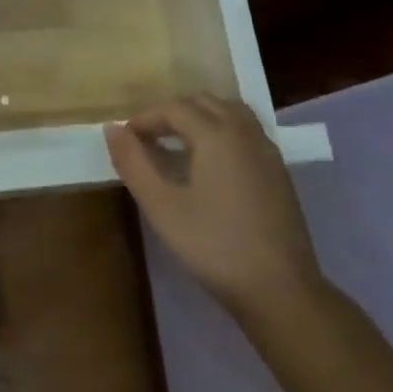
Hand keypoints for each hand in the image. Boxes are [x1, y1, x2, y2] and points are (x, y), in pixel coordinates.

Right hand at [106, 94, 324, 324]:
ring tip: (178, 143)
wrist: (280, 290)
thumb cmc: (213, 245)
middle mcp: (245, 133)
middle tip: (148, 139)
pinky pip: (246, 131)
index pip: (173, 109)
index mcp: (216, 135)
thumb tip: (112, 129)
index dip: (145, 119)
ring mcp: (267, 151)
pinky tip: (210, 163)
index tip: (125, 139)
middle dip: (172, 113)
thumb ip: (134, 163)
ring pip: (230, 112)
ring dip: (200, 117)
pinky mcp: (279, 172)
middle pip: (204, 102)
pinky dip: (222, 131)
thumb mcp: (161, 206)